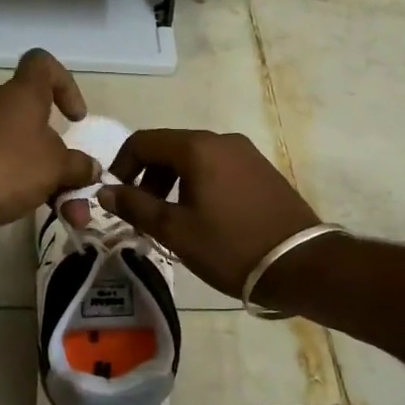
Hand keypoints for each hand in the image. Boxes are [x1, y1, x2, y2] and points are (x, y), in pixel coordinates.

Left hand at [0, 50, 101, 235]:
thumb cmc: (1, 168)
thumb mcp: (54, 169)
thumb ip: (78, 167)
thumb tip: (90, 168)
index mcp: (23, 96)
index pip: (43, 64)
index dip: (65, 84)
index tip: (75, 118)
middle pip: (37, 118)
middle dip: (61, 153)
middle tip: (75, 185)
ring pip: (21, 149)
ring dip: (44, 177)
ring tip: (62, 211)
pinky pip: (0, 167)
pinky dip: (18, 186)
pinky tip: (28, 210)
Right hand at [99, 129, 320, 296]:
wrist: (300, 263)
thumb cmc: (230, 247)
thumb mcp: (175, 230)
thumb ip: (135, 206)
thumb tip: (104, 191)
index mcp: (197, 148)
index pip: (143, 141)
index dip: (121, 166)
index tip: (116, 197)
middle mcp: (222, 140)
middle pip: (170, 148)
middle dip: (148, 177)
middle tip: (143, 215)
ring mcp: (247, 153)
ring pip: (195, 159)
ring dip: (172, 183)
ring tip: (171, 220)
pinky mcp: (262, 170)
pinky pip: (218, 168)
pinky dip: (199, 184)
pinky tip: (203, 218)